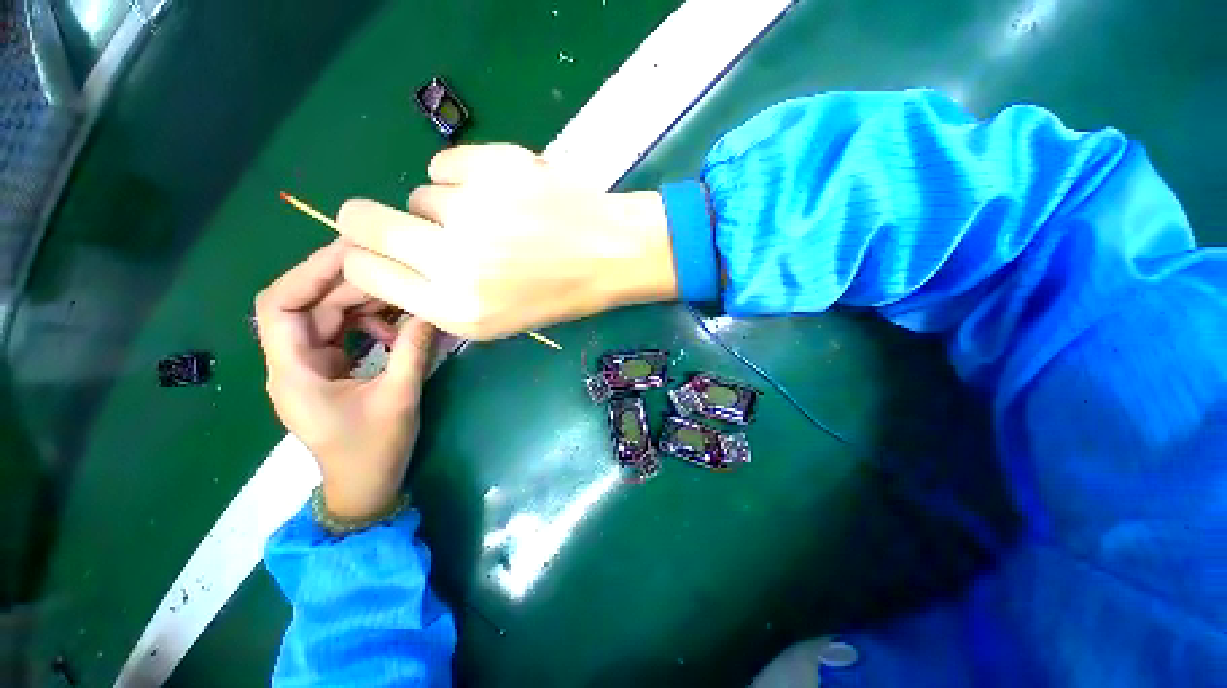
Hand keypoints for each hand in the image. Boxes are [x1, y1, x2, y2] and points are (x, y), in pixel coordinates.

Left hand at [255, 240, 436, 519]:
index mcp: (293, 372)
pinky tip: (396, 330)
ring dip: (362, 303)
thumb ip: (413, 352)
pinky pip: (342, 333)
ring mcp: (310, 365)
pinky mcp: (328, 370)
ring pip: (326, 317)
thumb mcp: (398, 399)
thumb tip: (431, 310)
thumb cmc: (373, 451)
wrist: (364, 486)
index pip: (279, 306)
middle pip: (308, 305)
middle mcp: (292, 362)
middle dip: (347, 283)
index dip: (309, 273)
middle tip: (392, 267)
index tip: (351, 252)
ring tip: (401, 297)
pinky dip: (368, 324)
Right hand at [334, 144, 678, 339]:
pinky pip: (446, 164)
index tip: (385, 251)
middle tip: (414, 223)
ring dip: (446, 207)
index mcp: (457, 309)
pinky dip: (465, 177)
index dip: (367, 256)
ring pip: (419, 194)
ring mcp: (475, 211)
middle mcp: (456, 263)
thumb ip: (437, 296)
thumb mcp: (497, 320)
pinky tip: (502, 194)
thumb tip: (389, 260)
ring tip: (494, 220)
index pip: (364, 269)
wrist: (611, 255)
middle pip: (362, 219)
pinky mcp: (494, 168)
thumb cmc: (560, 294)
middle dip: (374, 221)